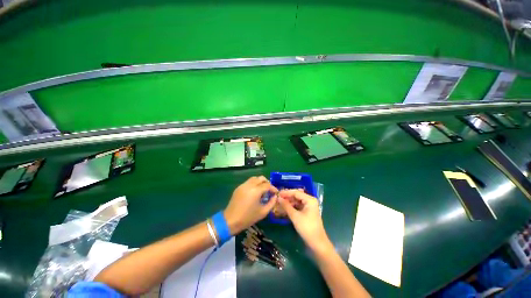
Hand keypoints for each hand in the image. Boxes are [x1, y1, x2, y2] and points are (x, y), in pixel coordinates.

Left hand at [224, 176, 277, 234]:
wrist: (231, 220)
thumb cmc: (248, 218)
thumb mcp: (263, 212)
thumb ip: (271, 203)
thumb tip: (275, 197)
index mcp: (256, 191)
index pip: (267, 185)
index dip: (273, 188)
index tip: (276, 193)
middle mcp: (249, 185)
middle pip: (261, 178)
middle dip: (267, 183)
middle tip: (269, 190)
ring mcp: (243, 185)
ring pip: (254, 178)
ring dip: (260, 182)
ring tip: (262, 190)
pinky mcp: (239, 187)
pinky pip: (248, 182)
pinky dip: (254, 184)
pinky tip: (254, 192)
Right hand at [278, 189, 331, 252]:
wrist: (317, 243)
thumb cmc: (307, 228)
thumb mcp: (295, 216)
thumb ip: (286, 205)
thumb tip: (278, 198)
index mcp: (309, 199)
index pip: (296, 192)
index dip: (286, 193)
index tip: (277, 194)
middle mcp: (310, 200)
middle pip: (296, 196)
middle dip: (287, 197)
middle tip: (277, 198)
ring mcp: (309, 206)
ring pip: (296, 201)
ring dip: (288, 202)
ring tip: (279, 203)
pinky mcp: (307, 212)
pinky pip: (298, 206)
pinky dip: (291, 207)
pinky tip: (285, 208)